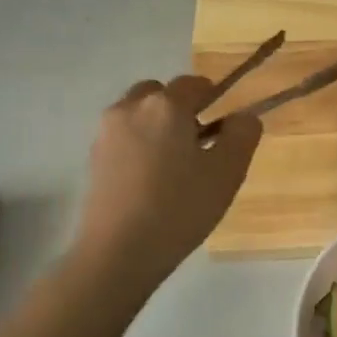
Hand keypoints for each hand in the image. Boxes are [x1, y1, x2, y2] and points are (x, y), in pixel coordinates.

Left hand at [73, 76, 261, 283]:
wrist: (117, 252)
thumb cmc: (180, 208)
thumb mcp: (227, 172)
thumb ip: (242, 134)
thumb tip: (243, 116)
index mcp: (166, 106)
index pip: (194, 84)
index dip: (213, 97)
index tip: (223, 125)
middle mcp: (131, 108)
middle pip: (160, 93)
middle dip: (179, 108)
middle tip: (198, 143)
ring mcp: (106, 132)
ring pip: (138, 113)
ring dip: (157, 125)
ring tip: (173, 164)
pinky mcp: (93, 157)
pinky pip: (123, 136)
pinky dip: (139, 144)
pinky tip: (150, 180)